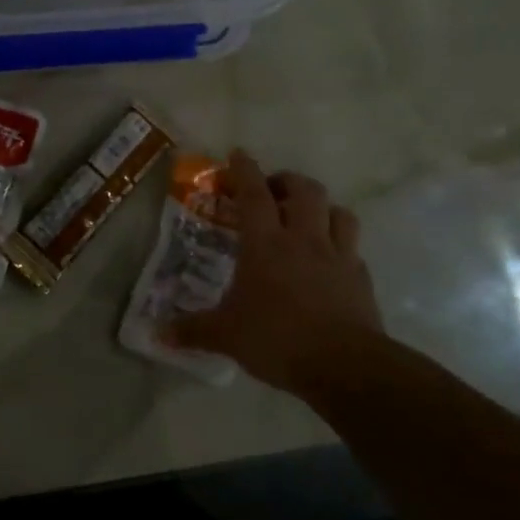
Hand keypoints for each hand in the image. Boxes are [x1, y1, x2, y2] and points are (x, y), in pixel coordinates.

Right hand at [164, 151, 383, 392]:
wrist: (345, 366)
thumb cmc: (277, 338)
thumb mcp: (226, 335)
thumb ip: (192, 330)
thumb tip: (157, 334)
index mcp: (266, 244)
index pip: (254, 194)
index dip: (244, 171)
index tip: (237, 154)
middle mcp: (304, 239)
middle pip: (304, 191)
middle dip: (287, 181)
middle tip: (271, 190)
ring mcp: (338, 256)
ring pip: (337, 212)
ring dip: (321, 207)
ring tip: (306, 217)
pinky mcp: (361, 278)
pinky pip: (352, 248)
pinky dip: (340, 244)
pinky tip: (329, 260)